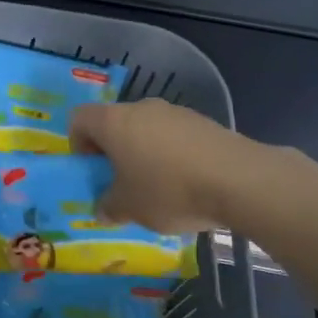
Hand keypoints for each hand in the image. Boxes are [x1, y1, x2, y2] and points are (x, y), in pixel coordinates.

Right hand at [69, 98, 243, 233]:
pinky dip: (172, 155)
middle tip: (122, 184)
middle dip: (113, 152)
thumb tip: (103, 209)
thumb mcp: (129, 208)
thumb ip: (109, 207)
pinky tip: (187, 183)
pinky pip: (174, 136)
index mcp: (113, 122)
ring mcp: (175, 112)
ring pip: (146, 130)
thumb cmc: (169, 190)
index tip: (92, 171)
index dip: (78, 145)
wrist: (239, 181)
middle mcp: (141, 108)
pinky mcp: (203, 122)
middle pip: (114, 124)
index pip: (79, 119)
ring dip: (144, 154)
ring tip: (158, 188)